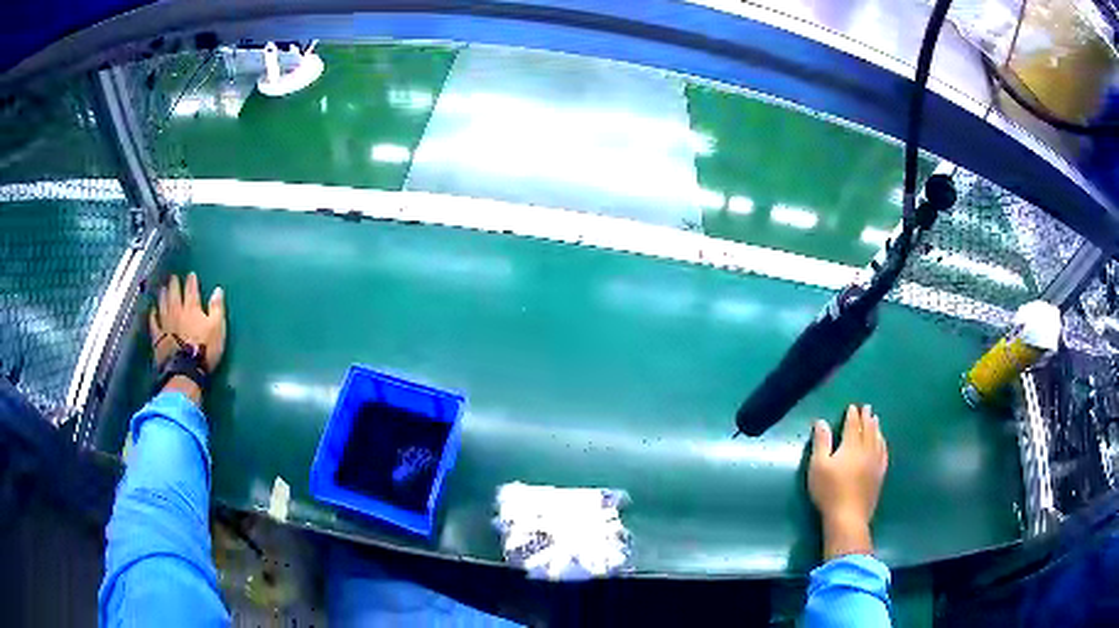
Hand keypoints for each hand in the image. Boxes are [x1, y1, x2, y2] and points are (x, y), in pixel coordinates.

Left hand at [150, 272, 226, 372]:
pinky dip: (153, 315)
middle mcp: (177, 312)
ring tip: (163, 288)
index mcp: (192, 308)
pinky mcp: (158, 337)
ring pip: (163, 305)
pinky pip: (154, 323)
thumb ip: (217, 308)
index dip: (191, 281)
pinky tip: (152, 311)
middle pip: (174, 294)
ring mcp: (166, 324)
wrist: (185, 369)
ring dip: (163, 295)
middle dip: (174, 284)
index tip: (191, 274)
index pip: (191, 290)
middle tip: (173, 277)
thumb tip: (218, 290)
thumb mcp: (217, 328)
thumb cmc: (205, 349)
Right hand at [808, 404, 887, 559]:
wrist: (848, 516)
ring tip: (876, 421)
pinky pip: (884, 454)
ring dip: (876, 429)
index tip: (853, 407)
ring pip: (878, 440)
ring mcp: (875, 463)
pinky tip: (883, 444)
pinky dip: (883, 444)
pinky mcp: (879, 475)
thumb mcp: (818, 466)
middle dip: (867, 418)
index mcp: (851, 446)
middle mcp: (866, 450)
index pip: (853, 426)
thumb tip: (821, 422)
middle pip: (868, 430)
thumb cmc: (829, 491)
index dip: (853, 415)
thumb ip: (821, 443)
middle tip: (868, 408)